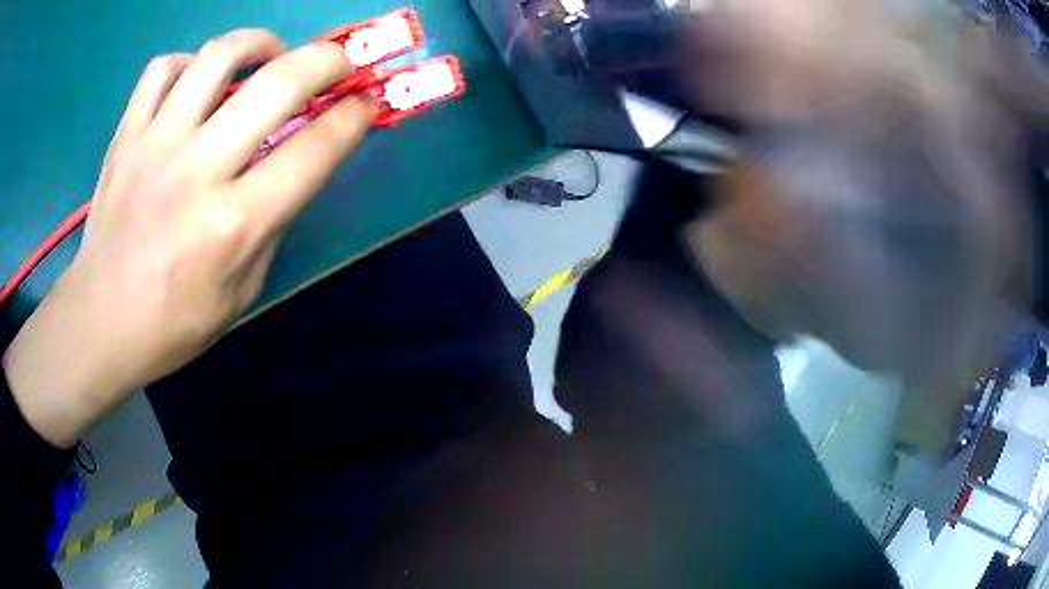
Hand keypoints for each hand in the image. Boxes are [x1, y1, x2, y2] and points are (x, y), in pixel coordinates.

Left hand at [2, 29, 376, 446]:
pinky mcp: (126, 136)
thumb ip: (272, 224)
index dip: (353, 117)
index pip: (314, 149)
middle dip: (327, 61)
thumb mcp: (242, 291)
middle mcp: (198, 171)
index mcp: (235, 224)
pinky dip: (188, 63)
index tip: (365, 104)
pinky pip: (163, 69)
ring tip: (268, 56)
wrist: (101, 323)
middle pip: (279, 82)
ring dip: (260, 43)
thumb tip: (292, 166)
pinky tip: (196, 82)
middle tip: (338, 64)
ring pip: (219, 56)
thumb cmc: (174, 323)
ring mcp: (156, 145)